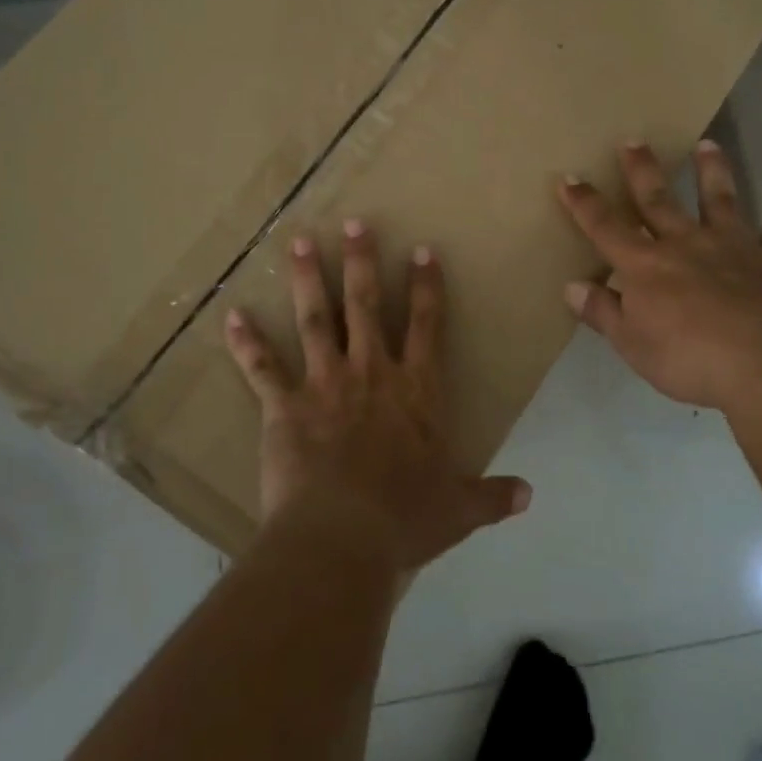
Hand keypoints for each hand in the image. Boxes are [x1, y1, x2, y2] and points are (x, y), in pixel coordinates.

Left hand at [224, 222, 530, 574]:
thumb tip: (530, 496)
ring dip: (308, 279)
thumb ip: (492, 497)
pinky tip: (231, 315)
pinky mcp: (285, 406)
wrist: (343, 537)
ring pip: (316, 319)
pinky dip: (246, 342)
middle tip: (354, 223)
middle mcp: (371, 373)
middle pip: (366, 305)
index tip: (421, 250)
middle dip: (362, 261)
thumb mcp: (458, 509)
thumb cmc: (404, 520)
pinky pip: (262, 367)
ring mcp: (325, 384)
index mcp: (415, 391)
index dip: (425, 287)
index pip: (426, 326)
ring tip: (301, 242)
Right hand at [557, 140, 761, 416]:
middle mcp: (686, 244)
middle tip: (634, 140)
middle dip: (642, 170)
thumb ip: (603, 312)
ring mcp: (733, 248)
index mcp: (645, 265)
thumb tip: (572, 287)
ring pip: (720, 201)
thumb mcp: (632, 344)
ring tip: (708, 145)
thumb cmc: (689, 357)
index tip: (570, 177)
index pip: (605, 227)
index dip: (584, 203)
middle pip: (658, 200)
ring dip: (712, 172)